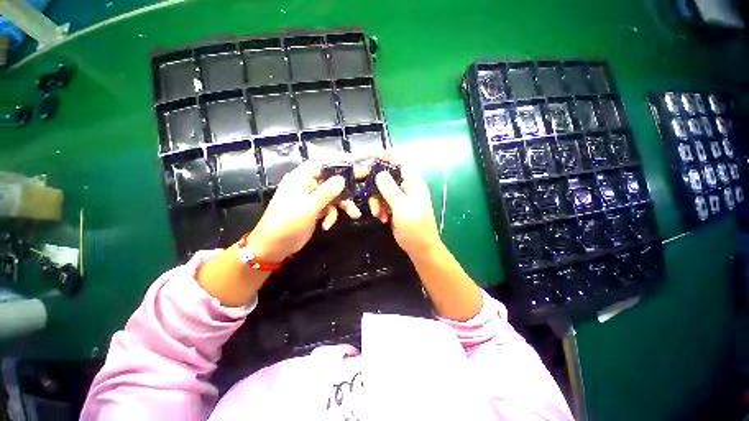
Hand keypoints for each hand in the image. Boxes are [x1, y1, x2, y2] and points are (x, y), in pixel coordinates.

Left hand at [247, 159, 362, 261]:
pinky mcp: (315, 209)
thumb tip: (342, 179)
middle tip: (365, 180)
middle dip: (347, 184)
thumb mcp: (308, 207)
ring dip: (343, 205)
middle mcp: (307, 185)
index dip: (339, 160)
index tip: (356, 161)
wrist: (274, 247)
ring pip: (333, 195)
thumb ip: (326, 192)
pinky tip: (327, 225)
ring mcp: (312, 198)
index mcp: (301, 178)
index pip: (322, 162)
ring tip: (355, 215)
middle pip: (331, 178)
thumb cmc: (287, 224)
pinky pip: (329, 208)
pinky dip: (331, 216)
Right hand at [368, 157, 441, 258]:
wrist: (421, 249)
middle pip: (387, 175)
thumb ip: (390, 190)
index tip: (369, 161)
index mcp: (413, 183)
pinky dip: (380, 208)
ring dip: (376, 200)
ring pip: (382, 189)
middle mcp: (407, 186)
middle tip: (370, 197)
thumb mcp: (402, 209)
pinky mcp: (396, 206)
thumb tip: (379, 173)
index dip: (385, 156)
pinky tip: (382, 218)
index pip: (400, 160)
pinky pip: (383, 200)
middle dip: (376, 186)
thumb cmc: (416, 229)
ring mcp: (401, 197)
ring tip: (379, 214)